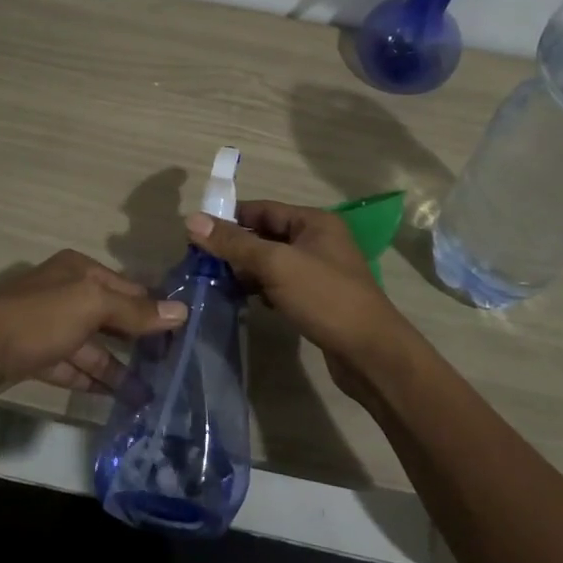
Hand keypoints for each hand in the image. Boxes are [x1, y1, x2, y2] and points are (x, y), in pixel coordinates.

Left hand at [0, 250, 185, 396]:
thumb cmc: (39, 318)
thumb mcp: (91, 306)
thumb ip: (135, 311)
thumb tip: (181, 311)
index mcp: (79, 270)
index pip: (128, 287)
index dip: (154, 308)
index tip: (184, 333)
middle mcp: (66, 291)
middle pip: (111, 316)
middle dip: (139, 340)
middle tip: (172, 366)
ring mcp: (49, 325)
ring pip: (93, 345)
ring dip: (118, 366)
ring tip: (149, 393)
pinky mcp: (36, 355)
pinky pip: (73, 365)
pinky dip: (92, 379)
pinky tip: (115, 398)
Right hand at [185, 201, 420, 397]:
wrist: (371, 353)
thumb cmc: (324, 297)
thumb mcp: (275, 264)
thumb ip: (234, 243)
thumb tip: (191, 219)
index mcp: (313, 222)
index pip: (263, 209)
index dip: (230, 218)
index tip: (197, 232)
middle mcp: (318, 240)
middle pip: (266, 235)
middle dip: (236, 247)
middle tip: (201, 261)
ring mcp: (319, 270)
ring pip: (273, 262)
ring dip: (247, 270)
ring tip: (216, 281)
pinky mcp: (318, 298)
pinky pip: (282, 284)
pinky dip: (262, 289)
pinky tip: (245, 301)